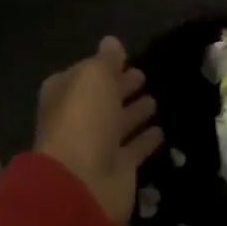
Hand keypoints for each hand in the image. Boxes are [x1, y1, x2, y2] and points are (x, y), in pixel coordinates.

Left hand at [34, 36, 162, 225]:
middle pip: (101, 99)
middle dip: (120, 87)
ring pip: (118, 123)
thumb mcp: (94, 78)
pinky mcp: (118, 170)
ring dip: (134, 113)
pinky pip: (134, 149)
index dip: (103, 67)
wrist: (82, 183)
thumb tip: (111, 41)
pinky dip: (145, 140)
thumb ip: (105, 60)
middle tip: (144, 76)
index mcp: (64, 94)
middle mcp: (78, 119)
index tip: (127, 58)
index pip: (84, 74)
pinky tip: (162, 130)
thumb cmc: (83, 120)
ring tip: (155, 100)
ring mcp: (97, 146)